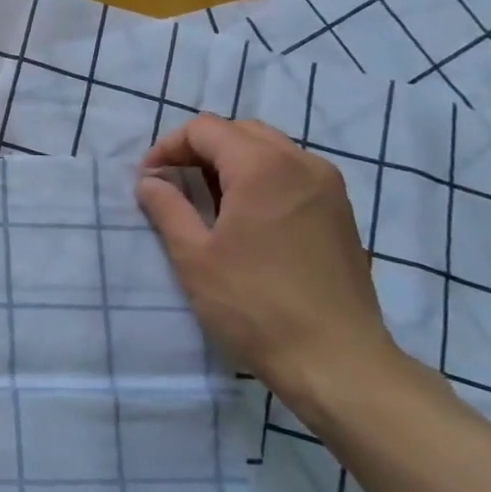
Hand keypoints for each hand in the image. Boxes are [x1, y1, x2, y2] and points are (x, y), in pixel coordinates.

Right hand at [134, 114, 400, 411]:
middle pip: (241, 132)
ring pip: (271, 151)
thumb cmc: (254, 305)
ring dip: (231, 163)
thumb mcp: (193, 256)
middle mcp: (303, 164)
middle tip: (173, 183)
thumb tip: (149, 182)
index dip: (168, 147)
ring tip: (206, 200)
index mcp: (263, 167)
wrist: (337, 362)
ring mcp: (329, 189)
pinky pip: (293, 175)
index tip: (149, 179)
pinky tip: (245, 218)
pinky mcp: (341, 214)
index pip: (206, 129)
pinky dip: (261, 179)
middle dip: (200, 149)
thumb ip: (166, 208)